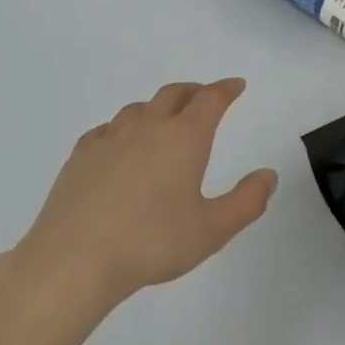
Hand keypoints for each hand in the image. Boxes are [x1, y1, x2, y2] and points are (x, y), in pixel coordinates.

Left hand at [8, 79, 276, 314]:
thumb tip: (268, 175)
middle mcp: (148, 126)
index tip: (236, 85)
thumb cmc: (152, 243)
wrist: (75, 259)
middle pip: (174, 94)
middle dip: (194, 91)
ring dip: (158, 108)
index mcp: (184, 138)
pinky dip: (123, 129)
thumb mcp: (212, 230)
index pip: (211, 99)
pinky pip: (108, 129)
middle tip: (204, 98)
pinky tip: (120, 146)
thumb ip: (247, 201)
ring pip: (139, 108)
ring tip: (164, 122)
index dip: (226, 89)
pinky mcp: (81, 154)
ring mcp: (110, 137)